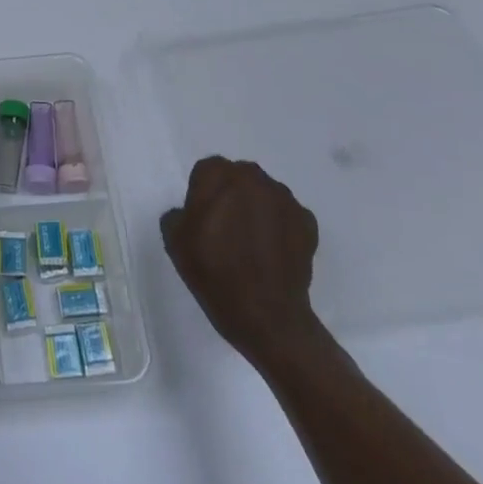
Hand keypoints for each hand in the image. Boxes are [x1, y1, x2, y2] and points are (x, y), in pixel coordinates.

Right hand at [160, 158, 327, 367]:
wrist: (265, 314)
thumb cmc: (213, 272)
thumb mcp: (174, 240)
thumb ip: (178, 213)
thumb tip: (190, 212)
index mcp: (219, 177)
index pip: (207, 169)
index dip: (201, 191)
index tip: (201, 216)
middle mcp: (254, 179)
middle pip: (238, 176)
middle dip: (231, 194)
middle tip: (224, 225)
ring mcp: (285, 200)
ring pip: (265, 193)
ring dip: (257, 208)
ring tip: (252, 241)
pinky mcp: (308, 222)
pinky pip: (287, 214)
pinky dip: (279, 225)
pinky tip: (272, 251)